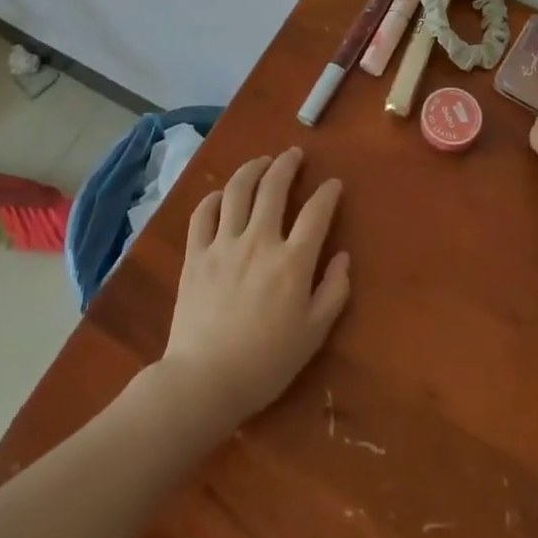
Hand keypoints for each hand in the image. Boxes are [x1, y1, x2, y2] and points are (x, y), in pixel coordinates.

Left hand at [159, 149, 350, 433]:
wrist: (204, 382)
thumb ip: (333, 291)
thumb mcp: (313, 334)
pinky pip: (203, 214)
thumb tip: (342, 256)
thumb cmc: (265, 363)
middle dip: (287, 164)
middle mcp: (259, 241)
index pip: (316, 212)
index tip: (333, 184)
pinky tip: (221, 196)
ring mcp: (224, 244)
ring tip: (261, 162)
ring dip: (252, 169)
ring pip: (237, 190)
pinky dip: (214, 198)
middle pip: (274, 187)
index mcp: (292, 261)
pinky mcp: (195, 254)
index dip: (328, 192)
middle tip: (293, 155)